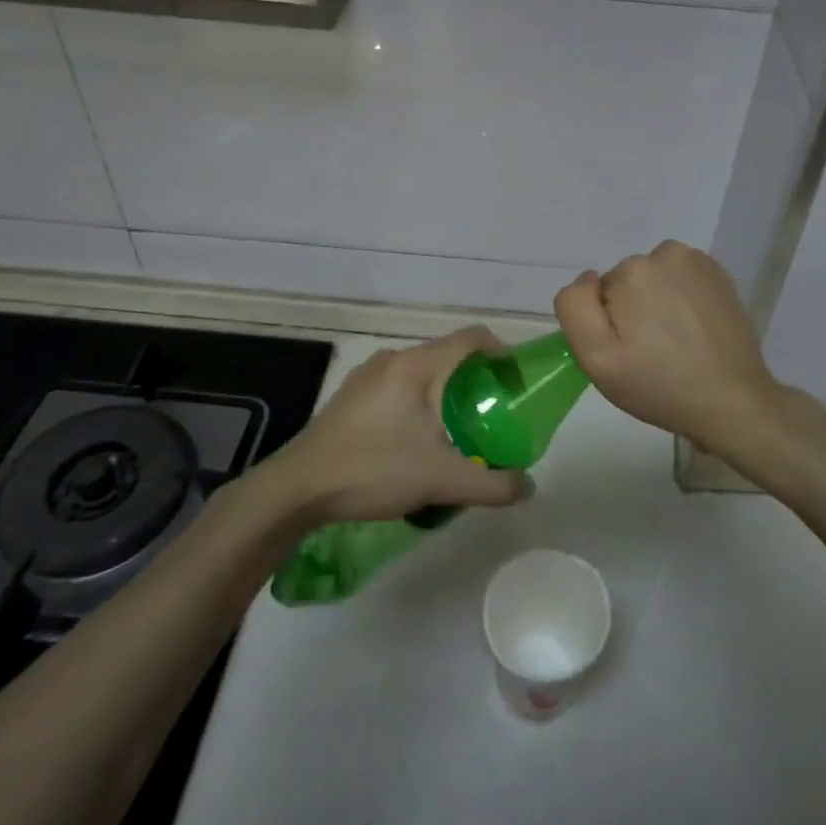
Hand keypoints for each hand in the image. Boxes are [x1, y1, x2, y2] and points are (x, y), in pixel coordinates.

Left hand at [275, 327, 533, 524]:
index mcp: (418, 365)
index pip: (473, 337)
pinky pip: (398, 386)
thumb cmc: (373, 469)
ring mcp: (368, 375)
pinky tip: (414, 441)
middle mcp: (394, 359)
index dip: (502, 353)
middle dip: (475, 381)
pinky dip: (419, 403)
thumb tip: (528, 487)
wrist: (297, 488)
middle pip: (448, 355)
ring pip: (422, 373)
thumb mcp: (441, 480)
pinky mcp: (351, 395)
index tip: (515, 384)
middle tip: (490, 415)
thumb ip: (492, 484)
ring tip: (456, 433)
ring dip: (445, 394)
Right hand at [555, 241, 790, 460]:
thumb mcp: (597, 358)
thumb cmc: (659, 385)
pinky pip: (681, 281)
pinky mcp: (719, 275)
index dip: (607, 325)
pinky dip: (681, 300)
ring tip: (676, 344)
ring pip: (654, 280)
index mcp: (633, 270)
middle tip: (651, 353)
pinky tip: (694, 331)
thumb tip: (589, 278)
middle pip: (627, 283)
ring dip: (657, 304)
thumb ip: (575, 308)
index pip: (598, 294)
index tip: (628, 352)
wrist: (733, 402)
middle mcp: (665, 253)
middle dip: (632, 312)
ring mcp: (697, 262)